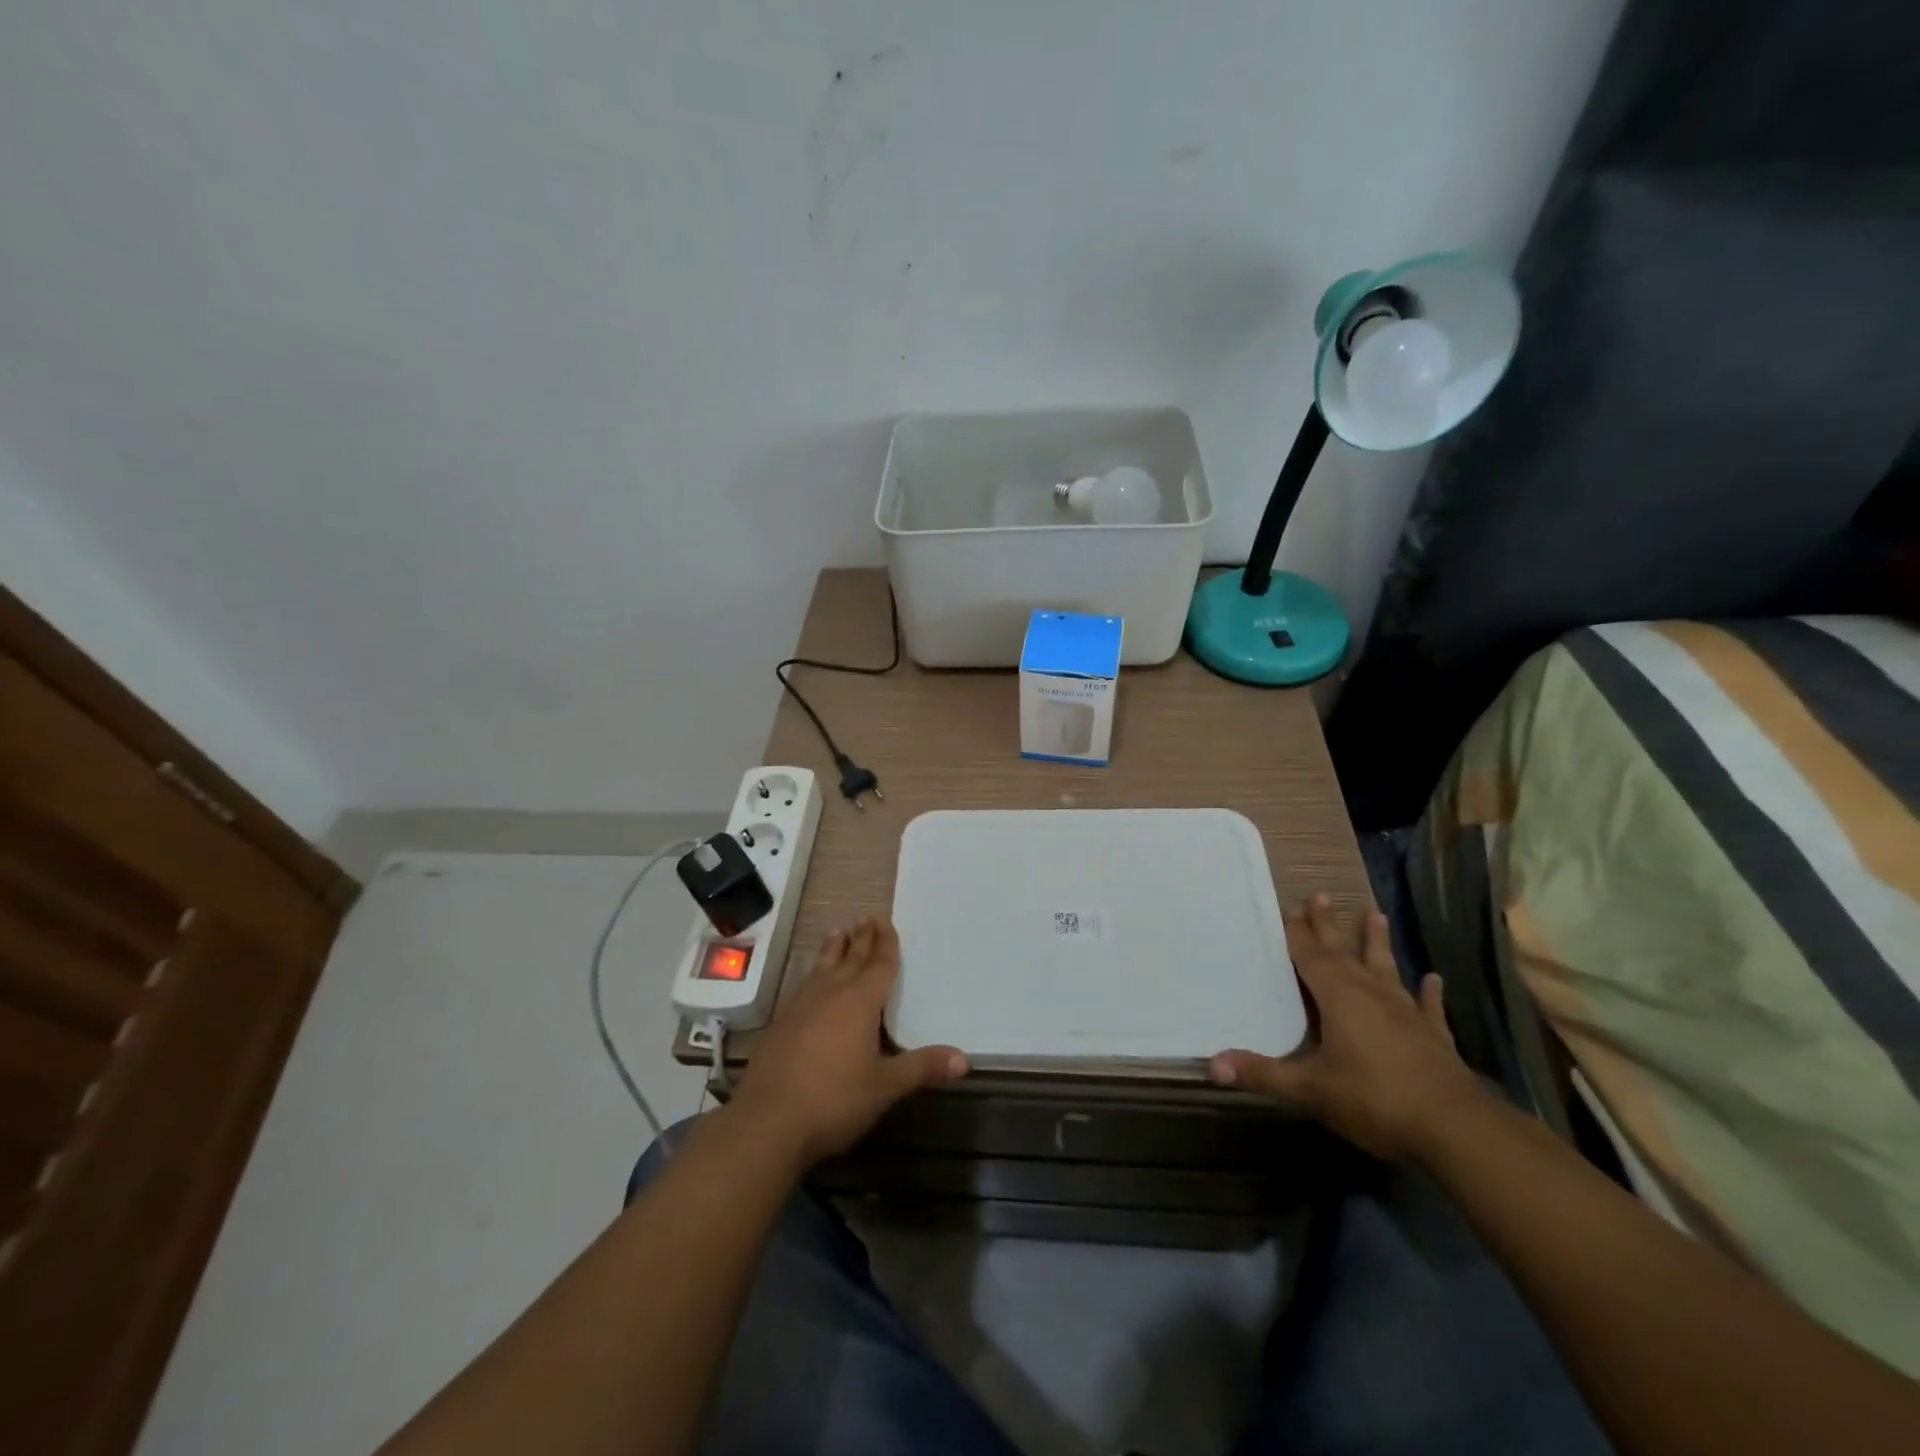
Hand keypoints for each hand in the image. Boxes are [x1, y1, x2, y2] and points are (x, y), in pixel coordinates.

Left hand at [729, 918, 966, 1167]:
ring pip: (823, 968)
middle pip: (850, 959)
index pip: (878, 966)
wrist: (767, 1121)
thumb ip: (922, 1068)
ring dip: (833, 949)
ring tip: (838, 931)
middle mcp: (831, 995)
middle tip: (867, 918)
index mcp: (860, 1002)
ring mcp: (801, 1007)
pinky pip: (804, 985)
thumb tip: (964, 1059)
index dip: (885, 945)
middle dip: (861, 939)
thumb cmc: (834, 1099)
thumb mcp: (884, 1087)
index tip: (885, 922)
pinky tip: (811, 980)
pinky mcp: (781, 1024)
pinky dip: (814, 973)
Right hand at [1210, 895, 1482, 1160]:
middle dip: (1328, 925)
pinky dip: (1428, 992)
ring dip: (1377, 942)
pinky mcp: (1434, 1036)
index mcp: (1338, 998)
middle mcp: (1371, 994)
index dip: (1296, 932)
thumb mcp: (1311, 1089)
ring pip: (1386, 967)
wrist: (1457, 1129)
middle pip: (1343, 952)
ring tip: (1375, 913)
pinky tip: (1433, 979)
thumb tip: (1212, 1064)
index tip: (1286, 907)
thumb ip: (1263, 1074)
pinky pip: (1428, 1006)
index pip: (1310, 956)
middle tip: (1319, 894)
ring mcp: (1406, 1012)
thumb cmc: (1375, 1100)